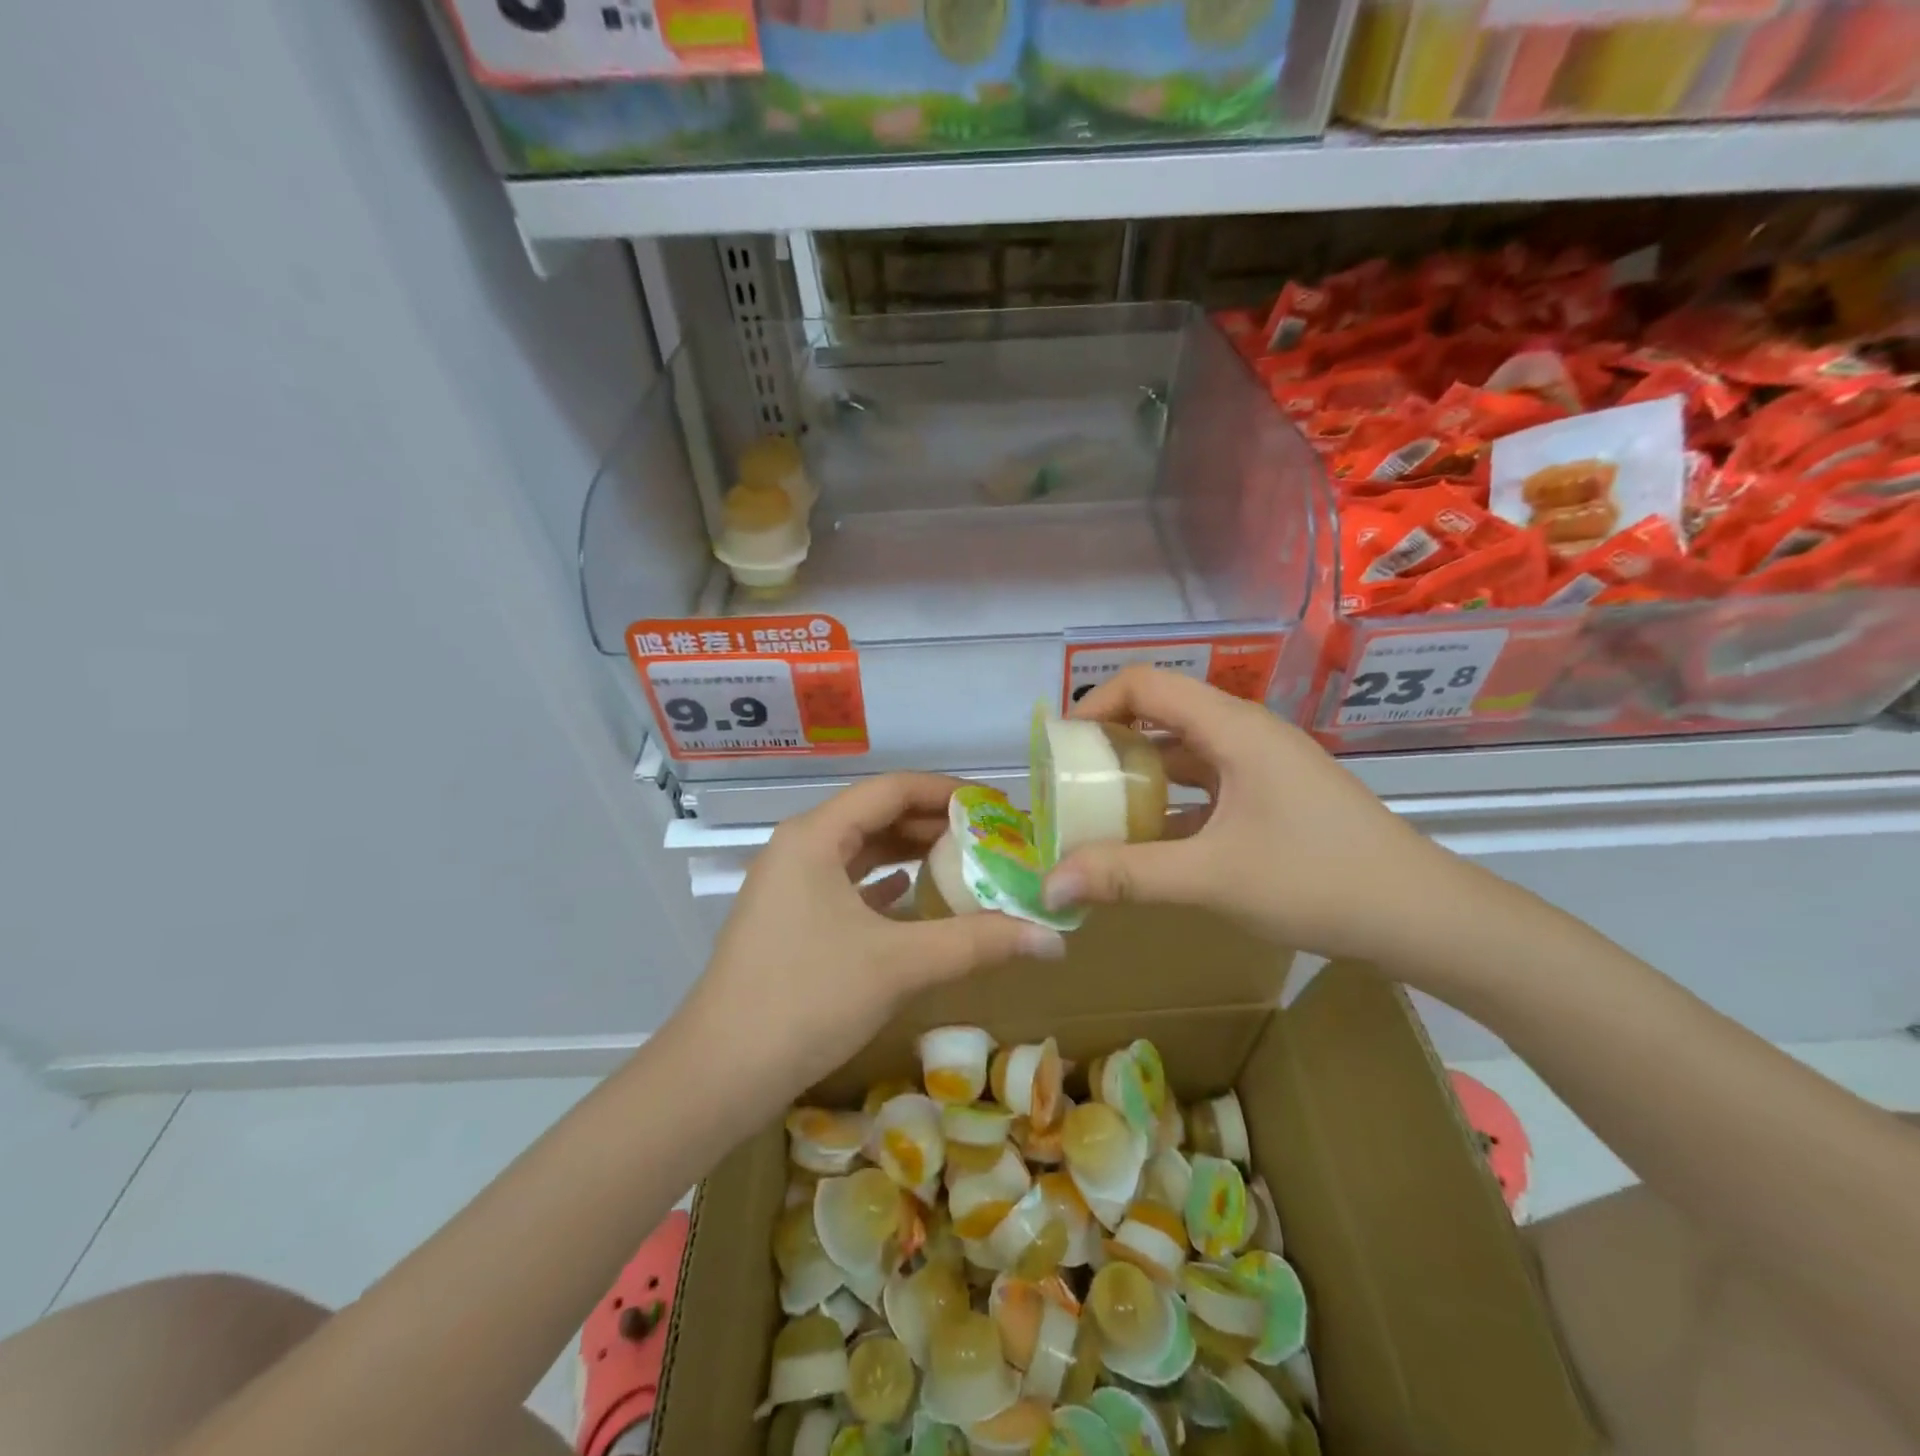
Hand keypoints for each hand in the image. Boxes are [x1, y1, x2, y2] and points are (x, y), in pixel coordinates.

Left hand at [679, 774, 1065, 1101]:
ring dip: (910, 852)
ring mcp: (789, 885)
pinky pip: (846, 884)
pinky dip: (883, 883)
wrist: (719, 1074)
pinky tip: (913, 894)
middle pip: (876, 816)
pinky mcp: (789, 919)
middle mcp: (799, 847)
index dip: (947, 793)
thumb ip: (977, 942)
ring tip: (966, 860)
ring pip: (860, 851)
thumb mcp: (898, 964)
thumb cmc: (807, 1000)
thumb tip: (1053, 939)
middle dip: (934, 824)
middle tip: (992, 838)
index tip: (997, 807)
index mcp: (815, 836)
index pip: (891, 789)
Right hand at [1042, 668, 1458, 966]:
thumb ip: (1127, 876)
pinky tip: (1150, 845)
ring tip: (1099, 815)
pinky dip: (1172, 805)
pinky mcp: (1273, 797)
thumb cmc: (1318, 880)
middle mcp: (1245, 734)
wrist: (1424, 916)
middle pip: (1162, 715)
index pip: (1146, 684)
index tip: (1061, 748)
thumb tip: (1050, 887)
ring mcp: (1263, 766)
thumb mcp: (1212, 878)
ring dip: (1140, 779)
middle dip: (1110, 745)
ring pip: (1184, 754)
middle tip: (1072, 786)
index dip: (1095, 704)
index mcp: (1232, 728)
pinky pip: (1207, 786)